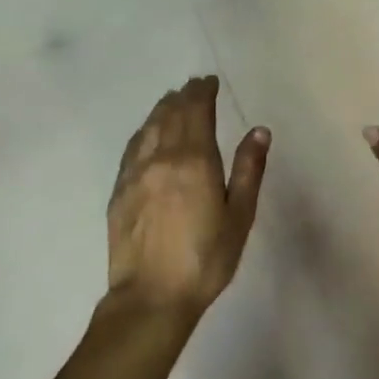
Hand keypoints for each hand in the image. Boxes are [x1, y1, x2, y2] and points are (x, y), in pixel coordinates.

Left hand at [107, 76, 269, 314]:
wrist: (151, 297)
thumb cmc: (206, 259)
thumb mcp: (239, 216)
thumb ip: (248, 169)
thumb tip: (259, 130)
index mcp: (194, 160)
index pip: (196, 112)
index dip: (203, 92)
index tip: (209, 81)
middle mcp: (161, 157)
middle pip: (171, 114)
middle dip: (184, 96)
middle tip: (194, 86)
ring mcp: (135, 173)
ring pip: (148, 127)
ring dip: (162, 109)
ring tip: (172, 101)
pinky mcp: (119, 191)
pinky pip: (132, 148)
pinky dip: (144, 132)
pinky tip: (147, 134)